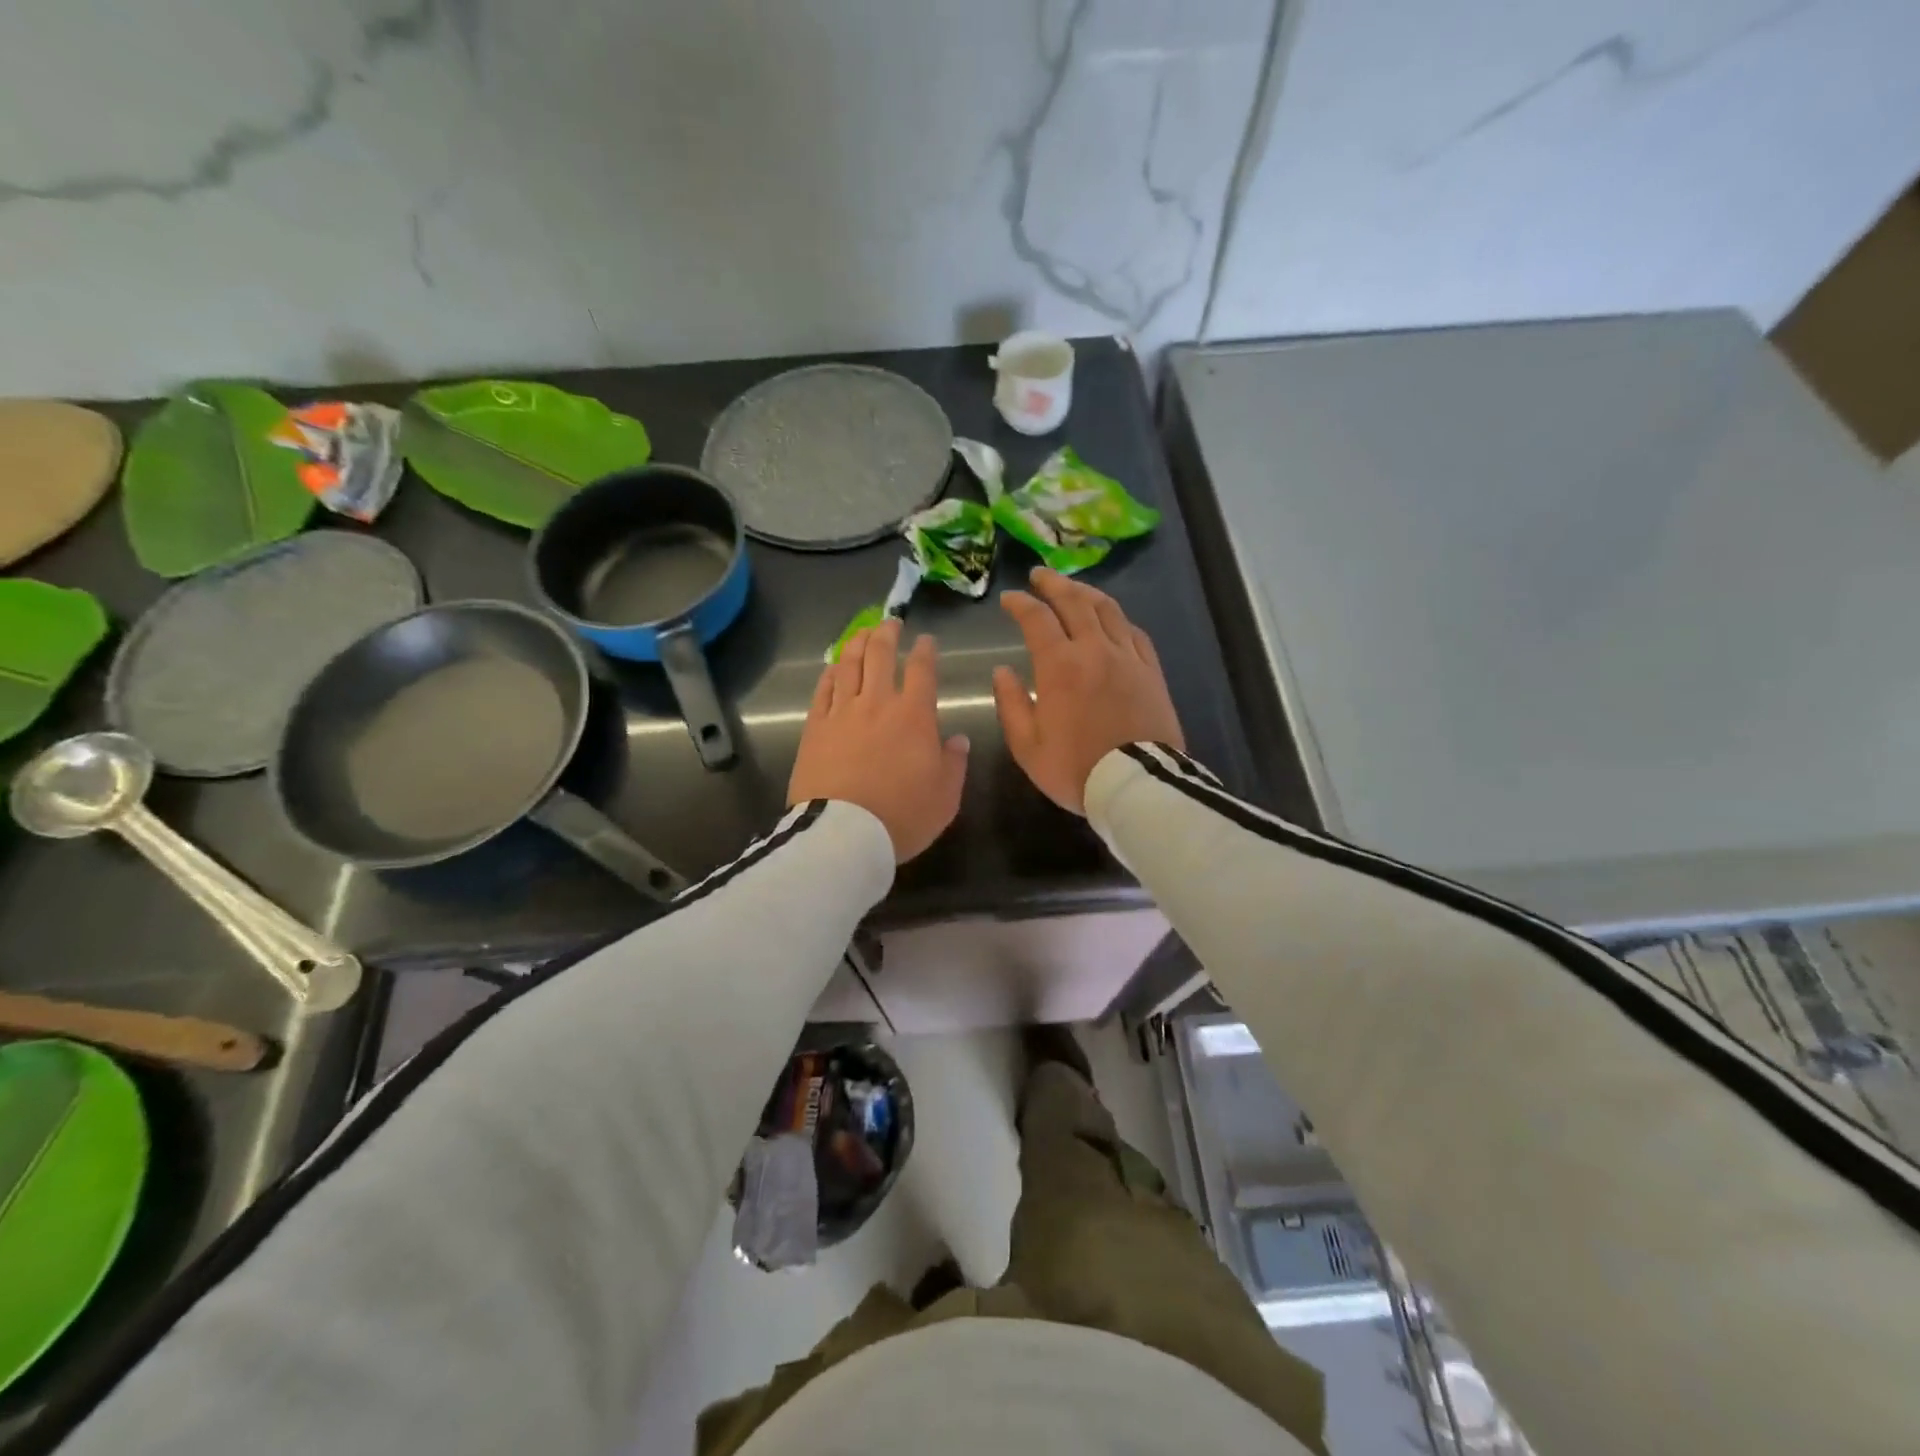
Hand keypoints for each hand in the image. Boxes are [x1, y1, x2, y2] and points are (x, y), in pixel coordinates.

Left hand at [789, 618, 969, 861]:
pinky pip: (822, 690)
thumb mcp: (945, 797)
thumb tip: (958, 739)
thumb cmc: (902, 816)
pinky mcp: (815, 728)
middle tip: (890, 623)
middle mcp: (877, 703)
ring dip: (857, 643)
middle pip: (881, 656)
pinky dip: (830, 673)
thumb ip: (954, 763)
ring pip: (849, 665)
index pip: (922, 670)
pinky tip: (833, 666)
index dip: (925, 651)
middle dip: (887, 634)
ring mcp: (842, 713)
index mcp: (914, 716)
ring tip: (863, 632)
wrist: (844, 834)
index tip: (926, 640)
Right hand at [993, 568, 1183, 814]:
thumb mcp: (1027, 745)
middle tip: (1039, 576)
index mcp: (1060, 666)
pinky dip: (1117, 619)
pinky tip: (1111, 619)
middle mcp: (1094, 650)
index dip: (1020, 603)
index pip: (1036, 619)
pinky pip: (1134, 633)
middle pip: (1074, 601)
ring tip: (1073, 588)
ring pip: (1108, 610)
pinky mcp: (1151, 671)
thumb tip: (1002, 671)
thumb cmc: (1075, 768)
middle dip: (1053, 584)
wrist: (1136, 785)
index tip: (1009, 599)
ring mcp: (1128, 657)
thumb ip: (1011, 703)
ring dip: (1086, 592)